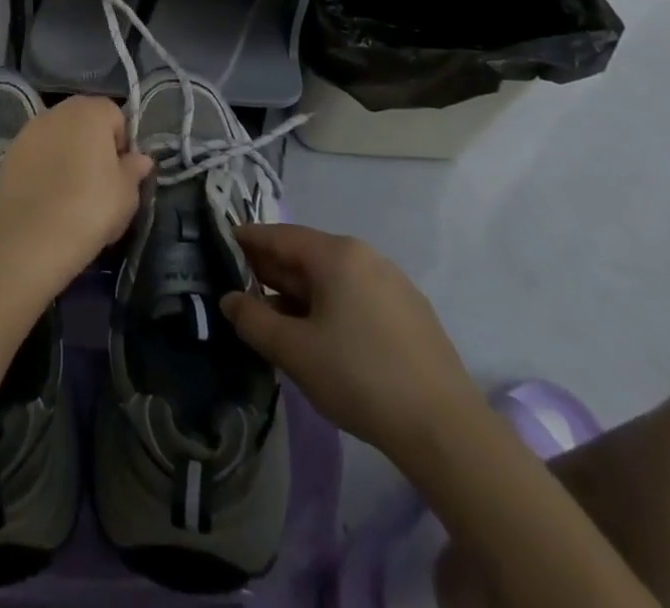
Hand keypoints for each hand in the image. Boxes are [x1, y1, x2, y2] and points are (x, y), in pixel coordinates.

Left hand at [0, 95, 152, 289]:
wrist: (30, 237)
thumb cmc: (90, 208)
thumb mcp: (126, 194)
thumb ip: (134, 170)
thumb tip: (140, 158)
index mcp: (90, 111)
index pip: (114, 114)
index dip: (121, 142)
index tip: (120, 172)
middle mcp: (58, 111)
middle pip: (83, 121)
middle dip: (93, 145)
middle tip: (99, 182)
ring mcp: (29, 130)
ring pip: (58, 136)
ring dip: (66, 154)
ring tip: (70, 192)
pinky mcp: (9, 152)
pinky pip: (36, 154)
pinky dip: (44, 167)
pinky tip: (47, 197)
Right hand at [221, 224, 479, 458]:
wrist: (447, 432)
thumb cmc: (360, 378)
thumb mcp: (294, 351)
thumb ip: (253, 320)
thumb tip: (229, 299)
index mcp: (336, 254)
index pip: (279, 236)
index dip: (248, 241)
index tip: (222, 246)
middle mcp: (366, 257)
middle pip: (307, 254)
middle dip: (272, 271)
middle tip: (241, 287)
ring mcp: (393, 284)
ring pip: (333, 277)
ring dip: (300, 292)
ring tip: (276, 318)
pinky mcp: (412, 314)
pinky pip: (356, 296)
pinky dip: (330, 306)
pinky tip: (322, 336)